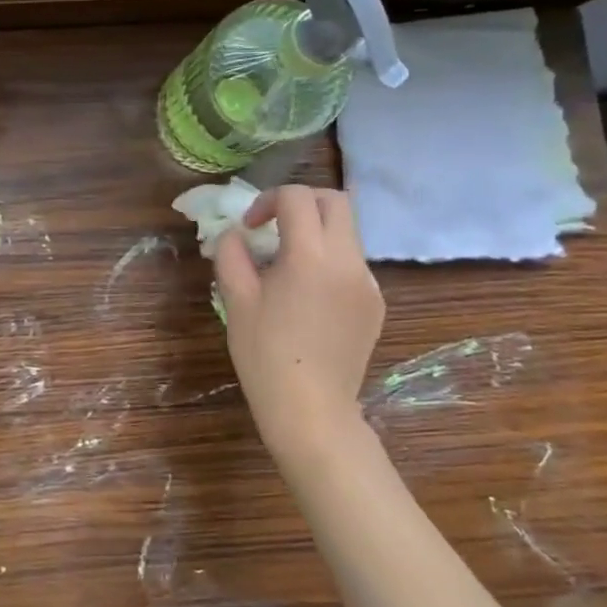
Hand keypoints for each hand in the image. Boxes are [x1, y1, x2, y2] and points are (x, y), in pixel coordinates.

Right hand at [214, 186, 384, 461]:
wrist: (311, 409)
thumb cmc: (264, 353)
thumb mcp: (236, 299)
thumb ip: (231, 254)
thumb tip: (235, 234)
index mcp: (310, 255)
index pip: (297, 197)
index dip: (268, 200)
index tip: (250, 227)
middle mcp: (348, 260)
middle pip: (336, 201)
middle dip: (302, 202)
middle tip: (275, 226)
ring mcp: (368, 282)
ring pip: (348, 232)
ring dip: (317, 231)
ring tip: (287, 264)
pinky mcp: (375, 303)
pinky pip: (353, 264)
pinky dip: (330, 260)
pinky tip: (308, 295)